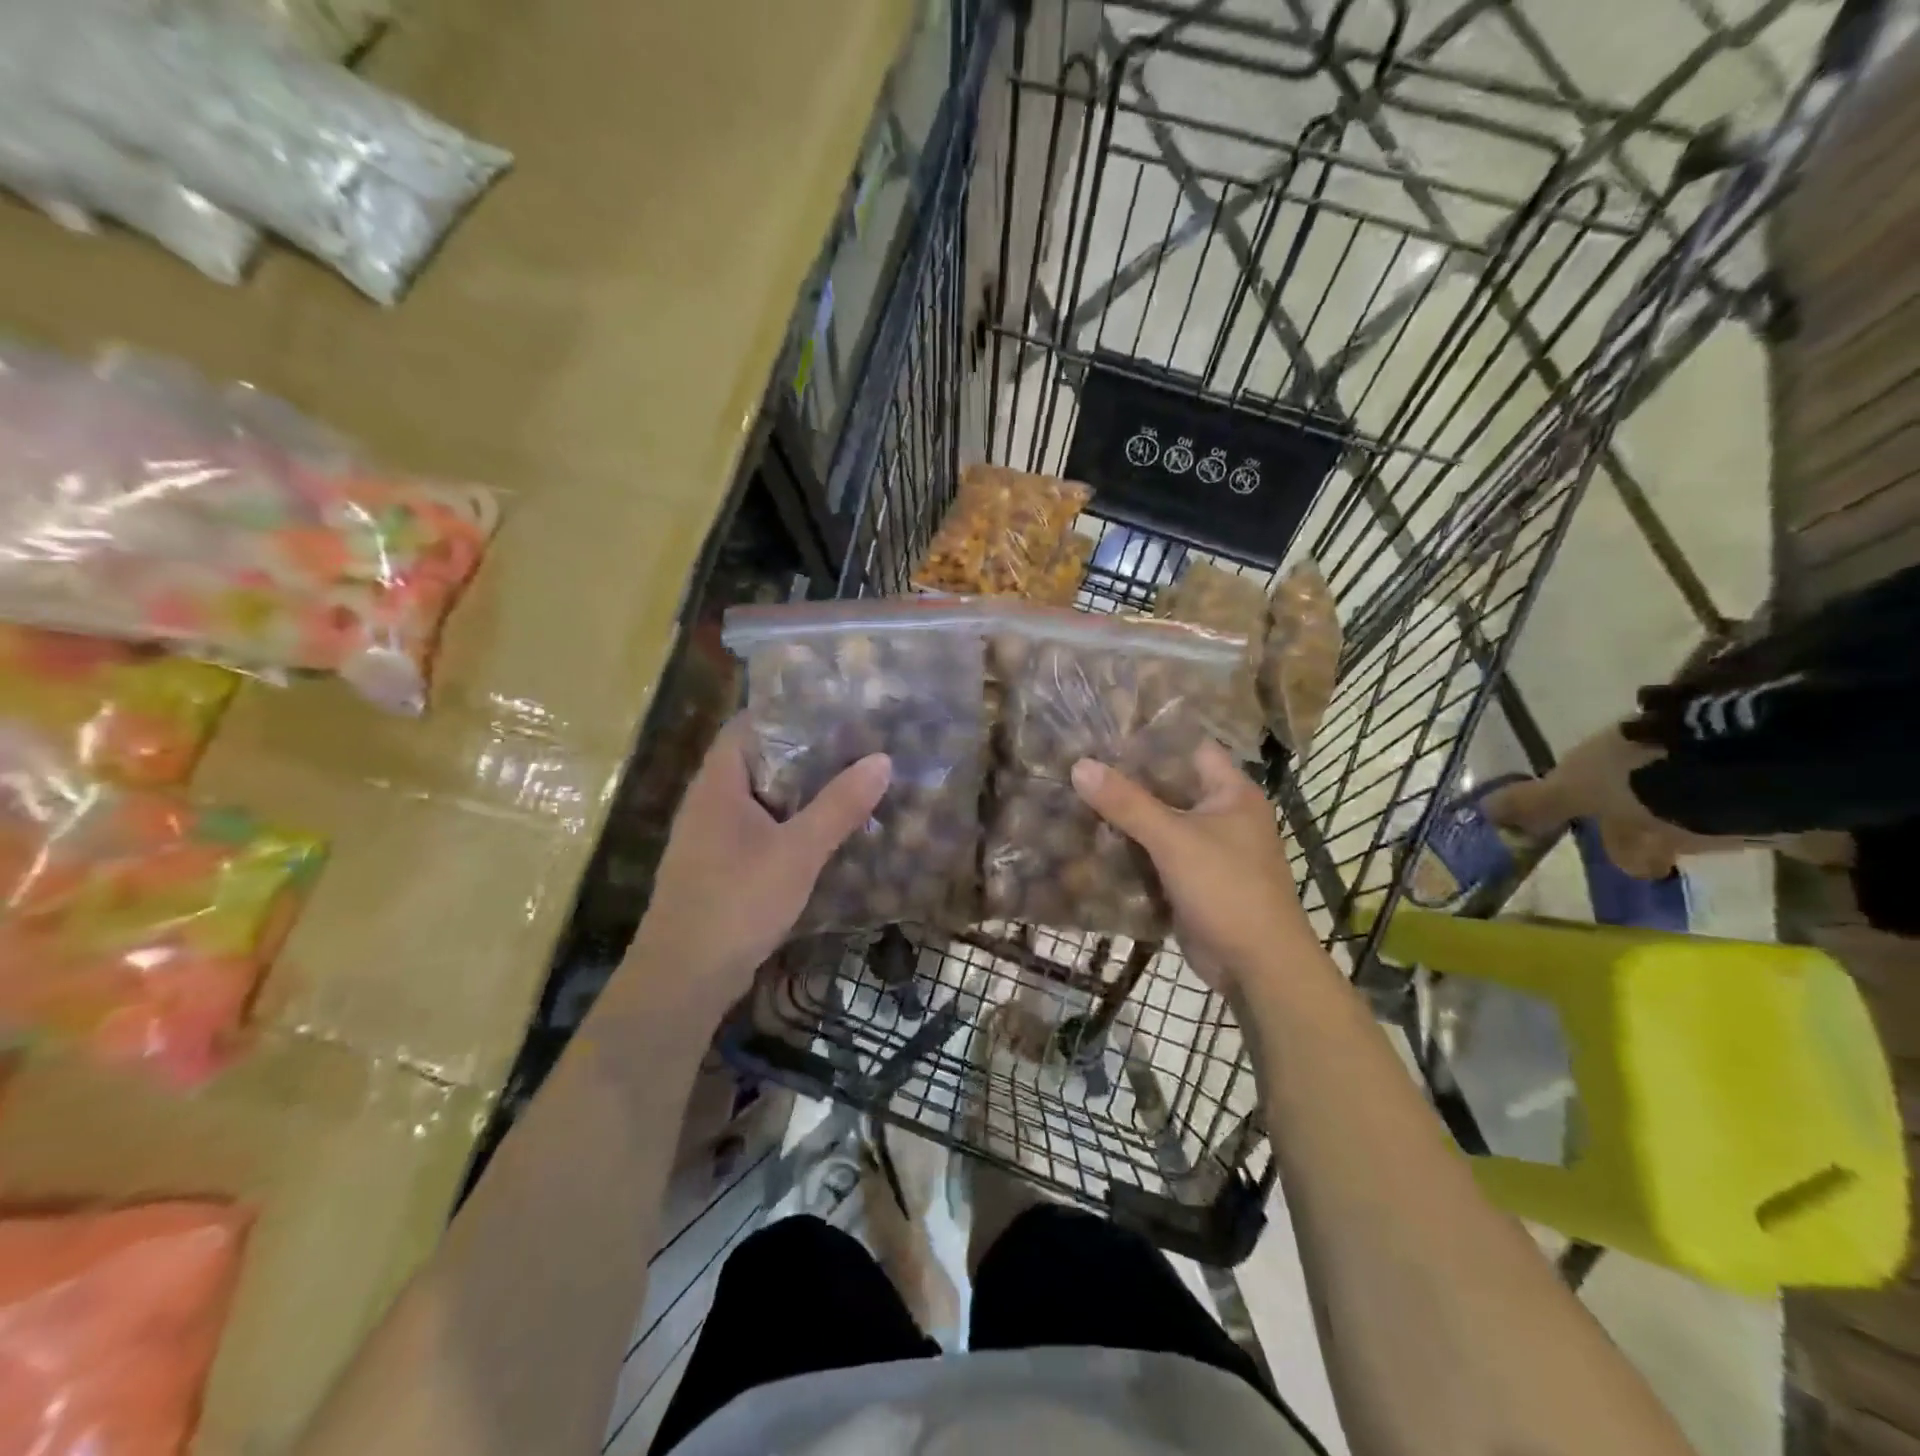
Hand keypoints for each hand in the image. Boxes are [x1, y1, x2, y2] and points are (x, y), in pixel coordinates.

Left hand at [627, 718, 889, 1016]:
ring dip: (800, 791)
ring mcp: (712, 836)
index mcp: (718, 783)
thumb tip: (881, 759)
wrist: (684, 978)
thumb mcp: (797, 852)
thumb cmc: (736, 902)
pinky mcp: (720, 866)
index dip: (787, 711)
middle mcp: (709, 801)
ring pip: (761, 798)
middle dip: (804, 752)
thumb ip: (838, 806)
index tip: (834, 708)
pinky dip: (790, 823)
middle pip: (757, 760)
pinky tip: (825, 831)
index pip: (748, 725)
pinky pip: (760, 829)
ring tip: (849, 780)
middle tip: (855, 743)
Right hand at [1071, 742, 1314, 987]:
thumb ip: (1127, 803)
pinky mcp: (1192, 881)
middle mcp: (1222, 815)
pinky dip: (1129, 850)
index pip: (1189, 748)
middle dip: (1127, 780)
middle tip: (1079, 764)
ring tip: (1075, 796)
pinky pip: (1155, 856)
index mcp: (1232, 793)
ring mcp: (1207, 850)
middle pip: (1169, 787)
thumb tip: (1079, 765)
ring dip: (1124, 818)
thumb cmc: (1227, 889)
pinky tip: (1090, 841)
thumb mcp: (1174, 840)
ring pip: (1159, 823)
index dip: (1151, 738)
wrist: (1258, 967)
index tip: (1105, 731)